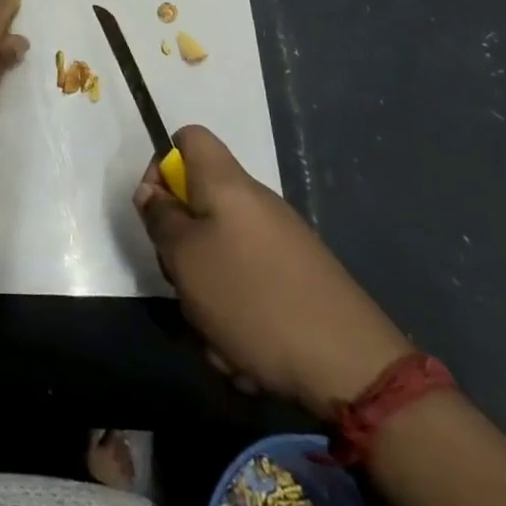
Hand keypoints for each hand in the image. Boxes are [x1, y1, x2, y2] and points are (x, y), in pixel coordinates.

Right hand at [135, 125, 411, 417]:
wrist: (352, 367)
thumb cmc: (253, 298)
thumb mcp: (185, 257)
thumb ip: (161, 218)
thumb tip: (153, 192)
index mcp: (227, 184)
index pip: (188, 138)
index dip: (161, 166)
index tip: (156, 211)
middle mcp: (255, 204)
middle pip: (199, 204)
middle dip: (180, 247)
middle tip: (180, 281)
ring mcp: (280, 243)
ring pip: (220, 255)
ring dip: (206, 295)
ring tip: (215, 335)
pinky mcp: (298, 280)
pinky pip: (248, 288)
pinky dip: (236, 317)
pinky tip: (243, 355)